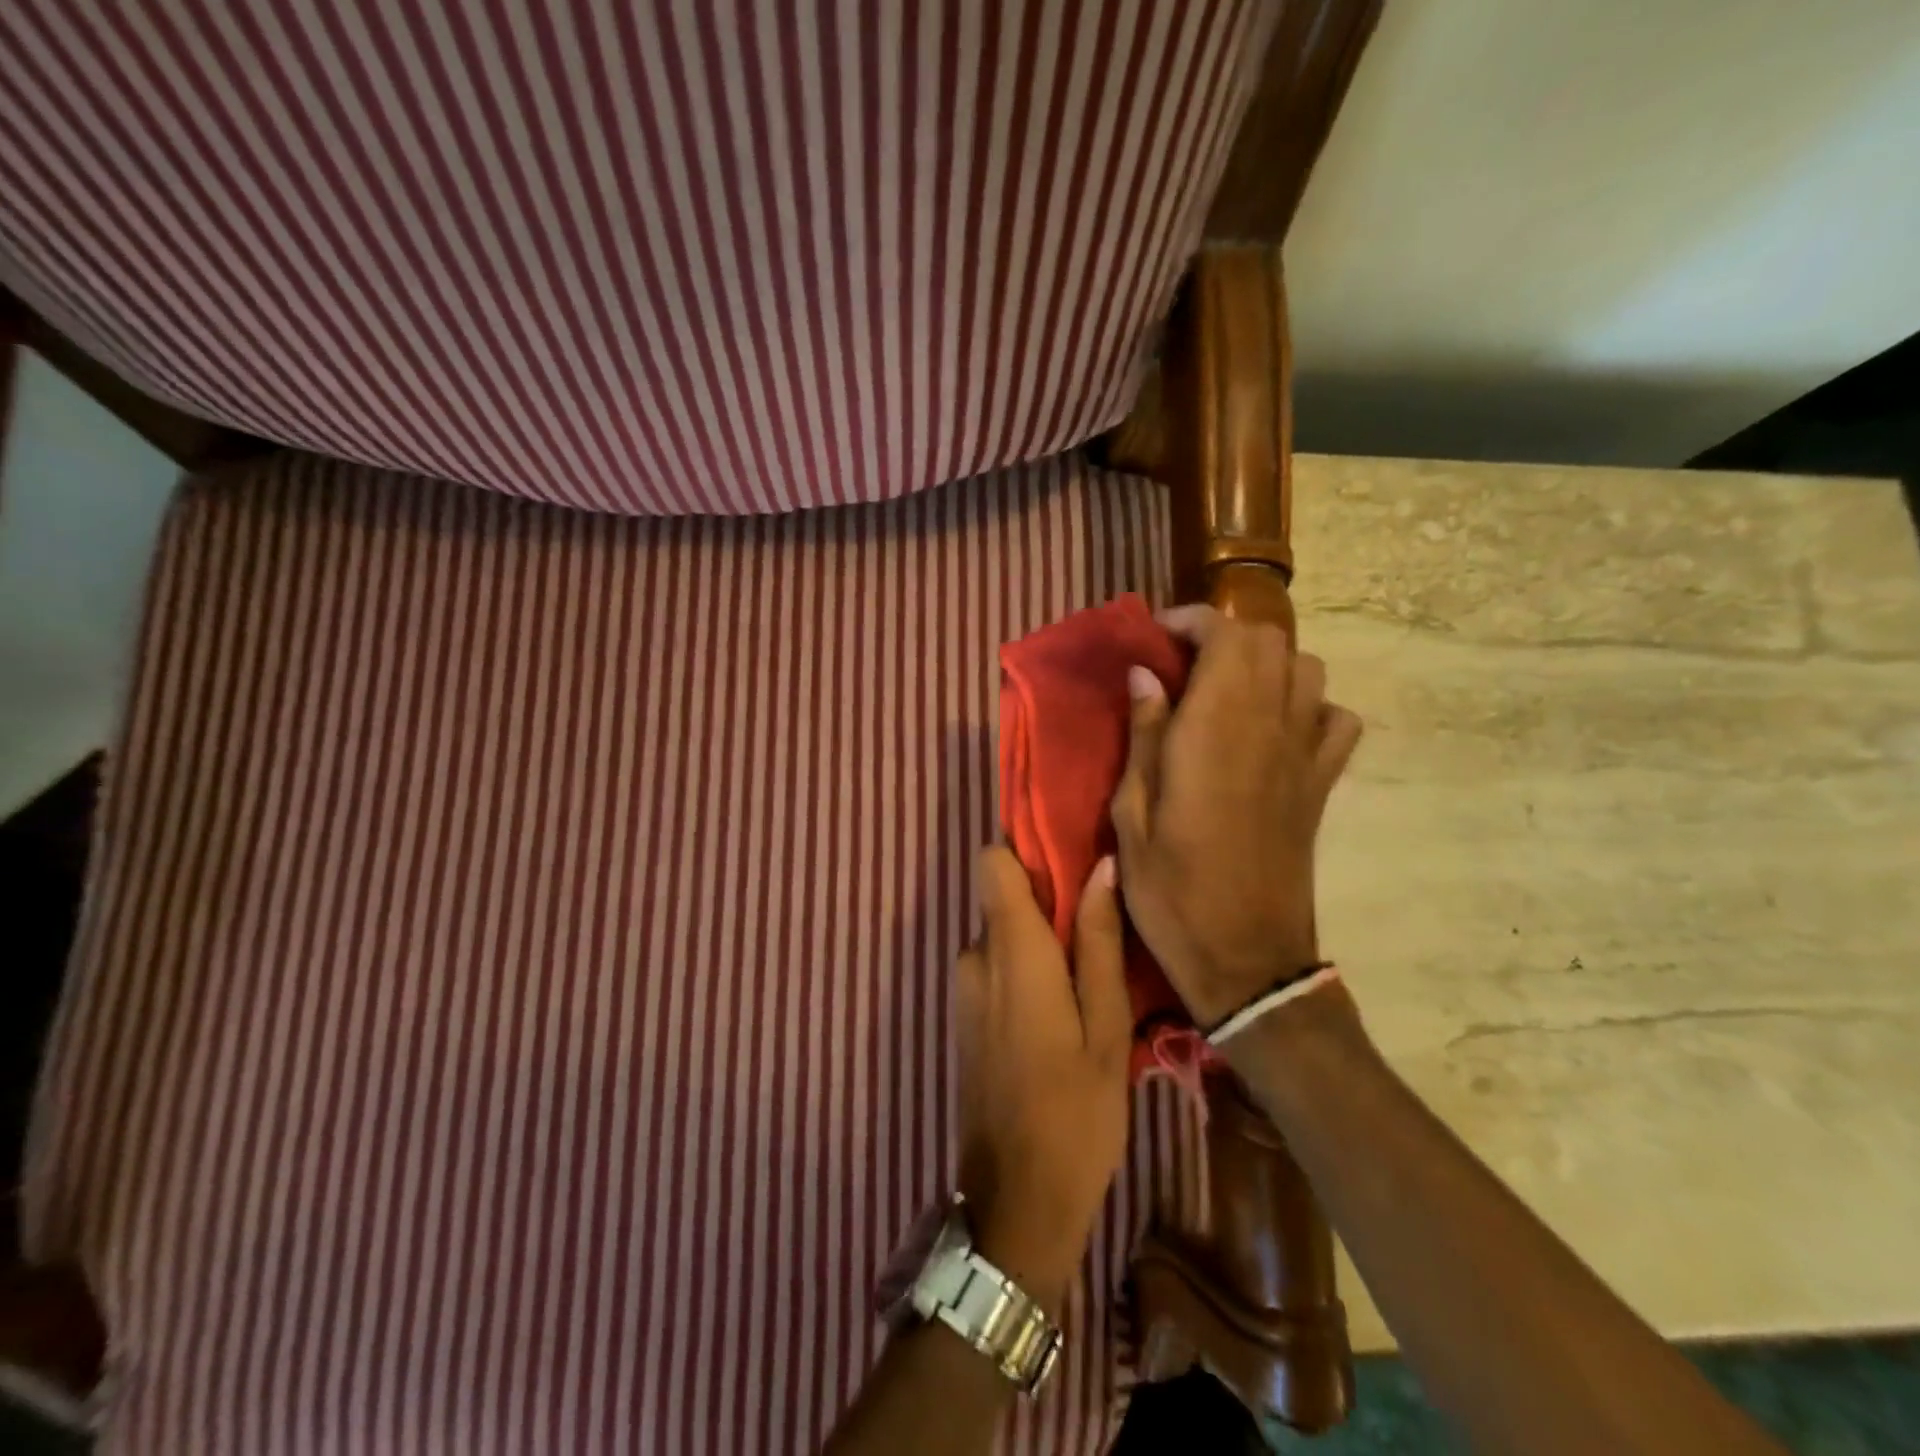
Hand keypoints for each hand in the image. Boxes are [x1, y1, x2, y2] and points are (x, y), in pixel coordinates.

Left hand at [954, 848, 1131, 1316]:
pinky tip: (1062, 1011)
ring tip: (1089, 979)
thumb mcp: (1106, 1027)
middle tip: (1102, 930)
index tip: (1070, 856)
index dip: (1026, 850)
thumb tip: (1101, 866)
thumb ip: (1096, 941)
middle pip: (1003, 898)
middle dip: (1046, 903)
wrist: (1014, 1201)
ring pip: (1002, 936)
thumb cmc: (1074, 1112)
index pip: (992, 862)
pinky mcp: (964, 1016)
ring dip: (1039, 943)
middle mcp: (974, 958)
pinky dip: (1025, 970)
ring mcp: (963, 989)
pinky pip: (994, 967)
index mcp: (1010, 951)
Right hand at [1110, 605, 1363, 1027]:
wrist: (1246, 958)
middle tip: (1181, 665)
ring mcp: (1305, 755)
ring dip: (1264, 664)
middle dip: (1223, 636)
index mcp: (1216, 730)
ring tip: (1224, 691)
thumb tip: (1146, 674)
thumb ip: (1142, 735)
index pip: (1226, 636)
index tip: (1156, 637)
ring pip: (1306, 669)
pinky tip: (1274, 728)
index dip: (1192, 621)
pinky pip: (1334, 718)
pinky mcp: (1323, 784)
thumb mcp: (1132, 815)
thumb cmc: (1172, 890)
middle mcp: (1270, 727)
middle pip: (1269, 641)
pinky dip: (1307, 705)